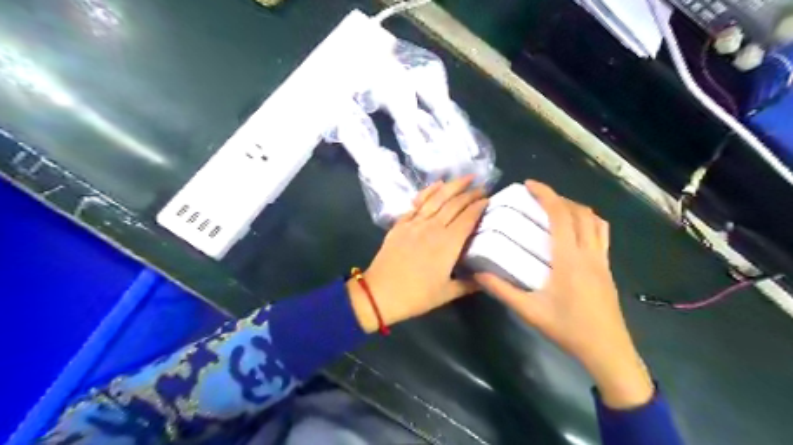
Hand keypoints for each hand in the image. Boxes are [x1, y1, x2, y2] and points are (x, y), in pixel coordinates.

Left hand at [348, 178, 486, 332]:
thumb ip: (469, 284)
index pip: (468, 218)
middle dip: (471, 193)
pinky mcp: (401, 223)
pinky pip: (417, 202)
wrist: (379, 293)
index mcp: (448, 244)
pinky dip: (428, 191)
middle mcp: (433, 227)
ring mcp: (415, 223)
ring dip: (453, 185)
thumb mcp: (447, 294)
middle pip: (455, 204)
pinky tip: (437, 185)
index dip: (480, 206)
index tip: (490, 199)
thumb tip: (487, 278)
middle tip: (483, 187)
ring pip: (437, 198)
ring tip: (466, 177)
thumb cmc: (416, 296)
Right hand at [472, 181, 653, 409]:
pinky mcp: (607, 269)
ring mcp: (602, 260)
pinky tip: (575, 231)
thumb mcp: (529, 311)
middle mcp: (589, 253)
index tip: (529, 184)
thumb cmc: (568, 329)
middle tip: (538, 196)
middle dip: (559, 197)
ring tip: (556, 209)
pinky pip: (602, 234)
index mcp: (570, 259)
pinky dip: (588, 222)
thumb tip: (479, 275)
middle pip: (580, 212)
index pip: (561, 215)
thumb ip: (502, 291)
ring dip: (576, 208)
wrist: (607, 350)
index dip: (546, 195)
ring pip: (595, 221)